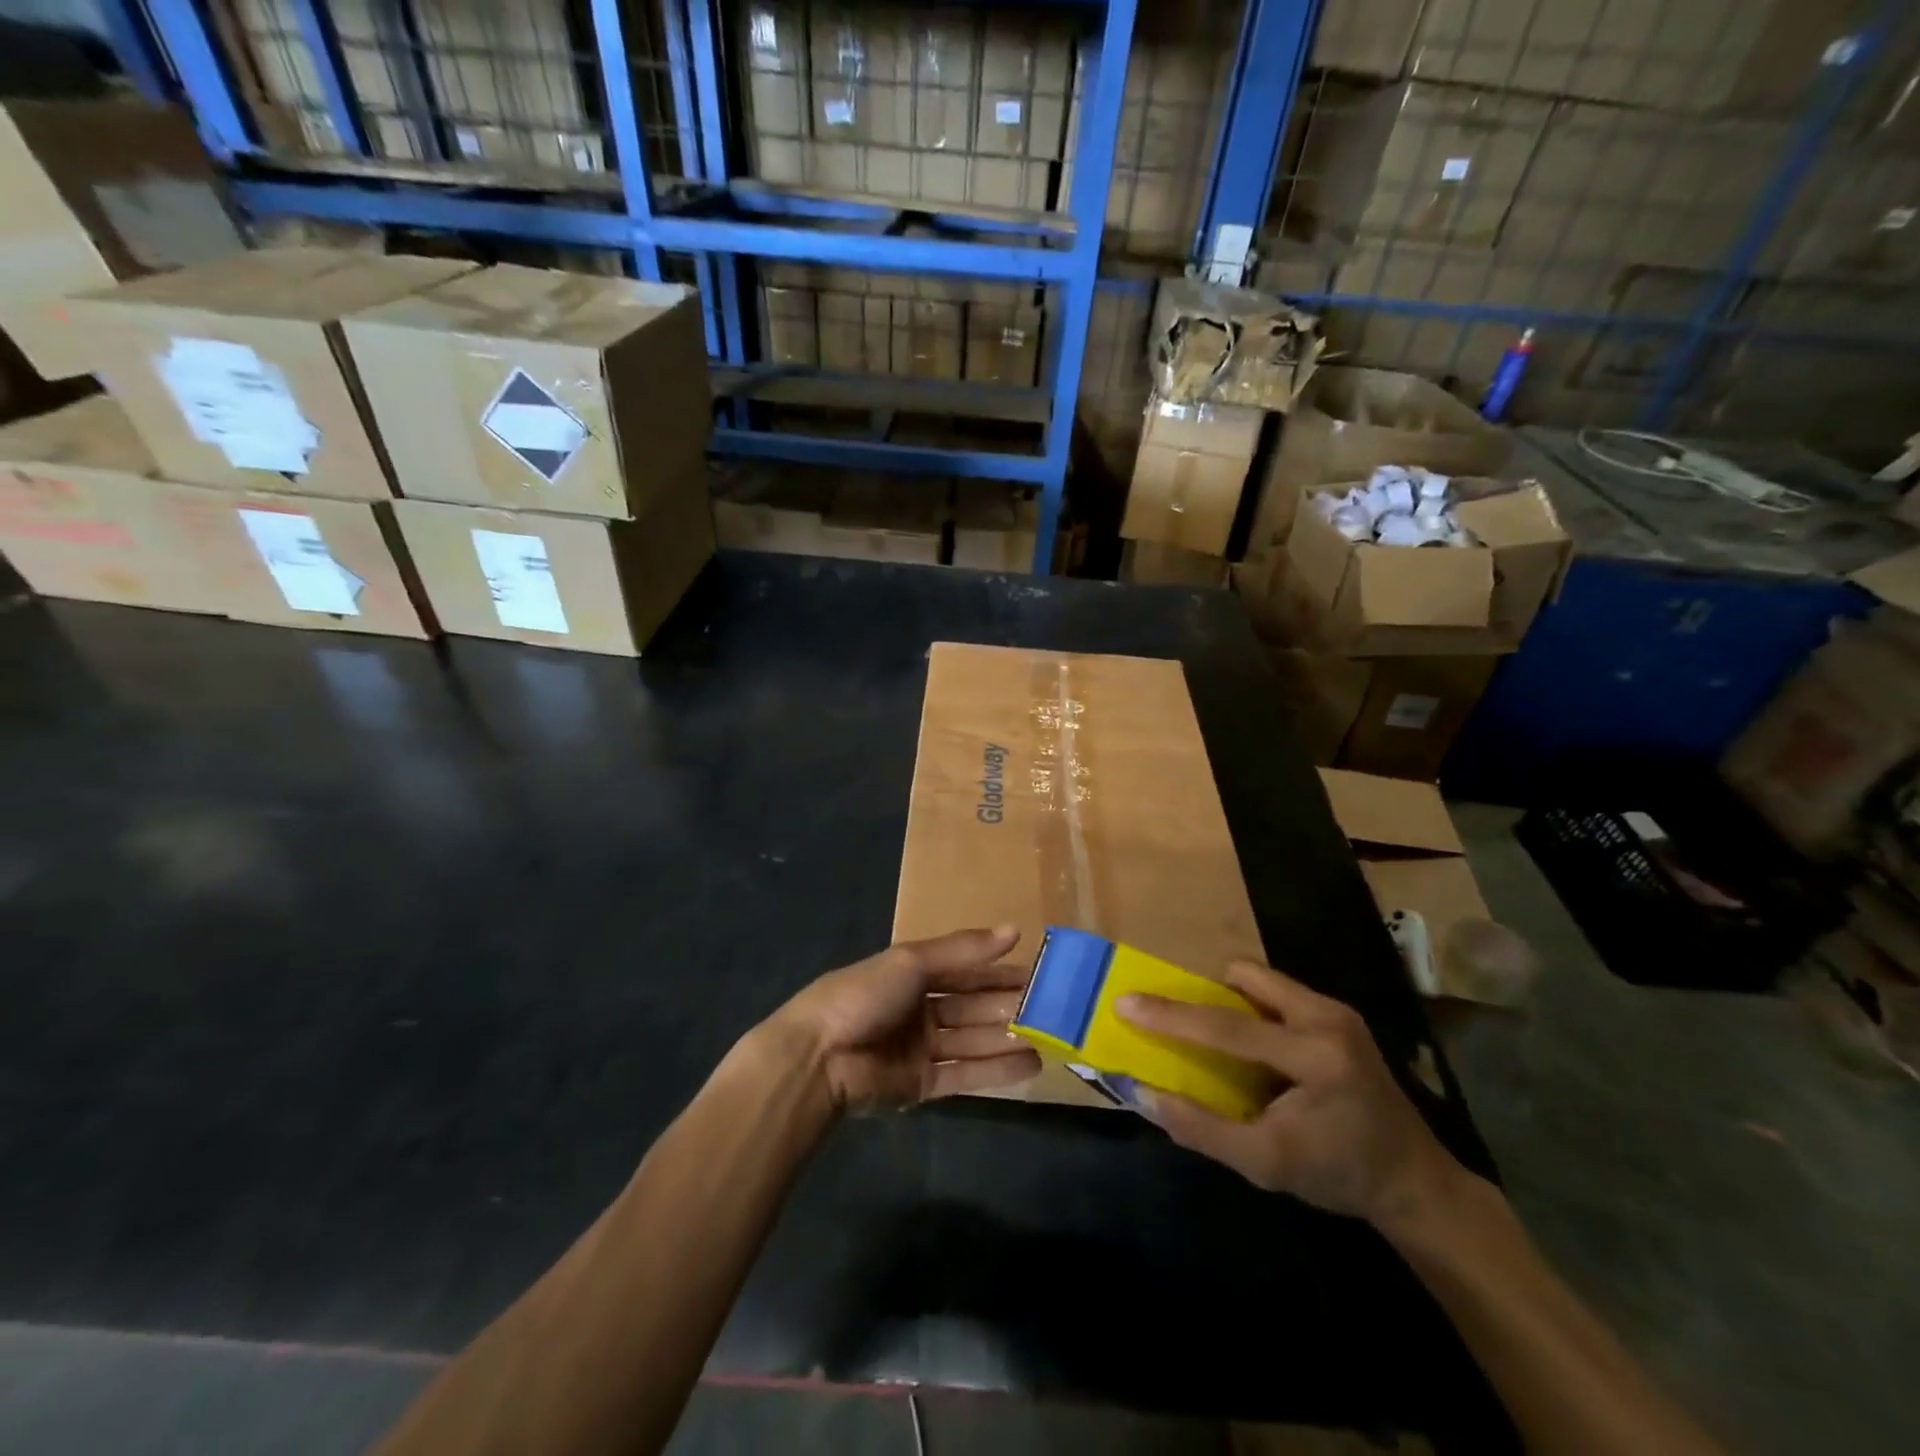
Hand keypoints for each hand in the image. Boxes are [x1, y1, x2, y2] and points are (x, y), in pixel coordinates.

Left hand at [770, 926, 1040, 1111]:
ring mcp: (920, 1050)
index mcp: (912, 974)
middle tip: (1053, 1009)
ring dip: (1008, 1039)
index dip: (999, 971)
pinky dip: (996, 1070)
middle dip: (1008, 1007)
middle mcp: (919, 1010)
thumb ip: (963, 951)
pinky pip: (965, 1075)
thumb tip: (1013, 930)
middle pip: (972, 1007)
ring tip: (1050, 1038)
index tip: (1038, 973)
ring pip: (973, 1041)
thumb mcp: (911, 962)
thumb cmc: (863, 996)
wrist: (817, 1058)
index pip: (965, 971)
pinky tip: (1030, 1064)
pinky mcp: (921, 1086)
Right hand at [1116, 961, 1457, 1227]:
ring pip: (1261, 979)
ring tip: (1219, 1040)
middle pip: (1245, 976)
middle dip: (1206, 994)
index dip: (1170, 1015)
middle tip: (1183, 1024)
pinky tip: (1254, 1049)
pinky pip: (1277, 993)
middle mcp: (1326, 1018)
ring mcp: (1337, 1011)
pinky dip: (1253, 1011)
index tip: (1125, 1001)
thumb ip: (1202, 1128)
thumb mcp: (1265, 1165)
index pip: (1226, 1026)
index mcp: (1313, 1056)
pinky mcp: (1339, 1015)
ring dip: (1230, 1001)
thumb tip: (1145, 1093)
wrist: (1415, 1182)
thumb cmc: (1339, 1175)